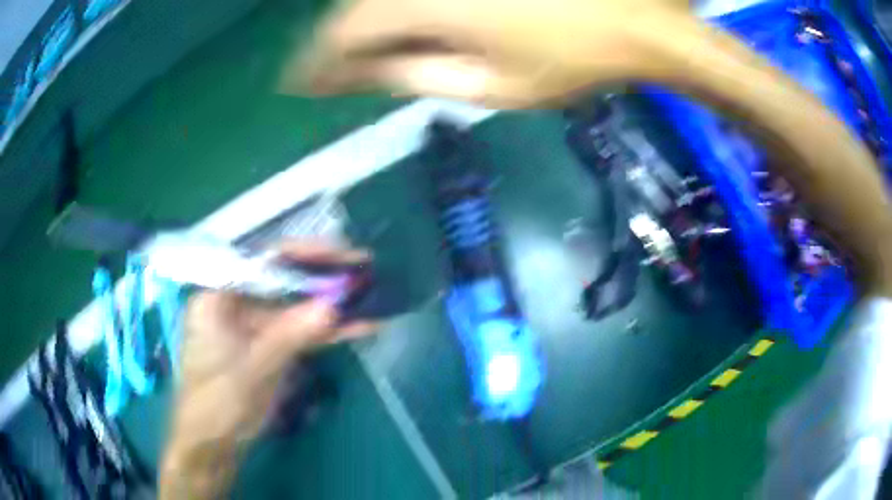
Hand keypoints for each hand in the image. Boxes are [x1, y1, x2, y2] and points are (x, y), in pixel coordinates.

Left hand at [160, 241, 376, 497]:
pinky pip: (298, 331)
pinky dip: (326, 331)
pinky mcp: (268, 346)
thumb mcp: (254, 369)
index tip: (340, 255)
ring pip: (295, 307)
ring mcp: (253, 326)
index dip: (303, 254)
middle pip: (282, 281)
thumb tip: (334, 305)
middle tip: (363, 269)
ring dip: (331, 306)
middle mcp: (235, 303)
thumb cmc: (218, 405)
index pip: (261, 262)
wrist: (213, 445)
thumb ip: (291, 334)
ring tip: (372, 298)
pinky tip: (359, 327)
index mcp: (218, 296)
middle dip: (323, 278)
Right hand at [283, 0, 694, 107]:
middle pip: (359, 6)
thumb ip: (420, 75)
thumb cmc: (574, 61)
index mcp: (430, 5)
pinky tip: (403, 26)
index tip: (299, 84)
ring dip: (367, 23)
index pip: (347, 32)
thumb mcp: (493, 87)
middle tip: (327, 73)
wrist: (636, 21)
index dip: (319, 60)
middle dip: (339, 42)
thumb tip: (367, 74)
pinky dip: (398, 8)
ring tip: (359, 55)